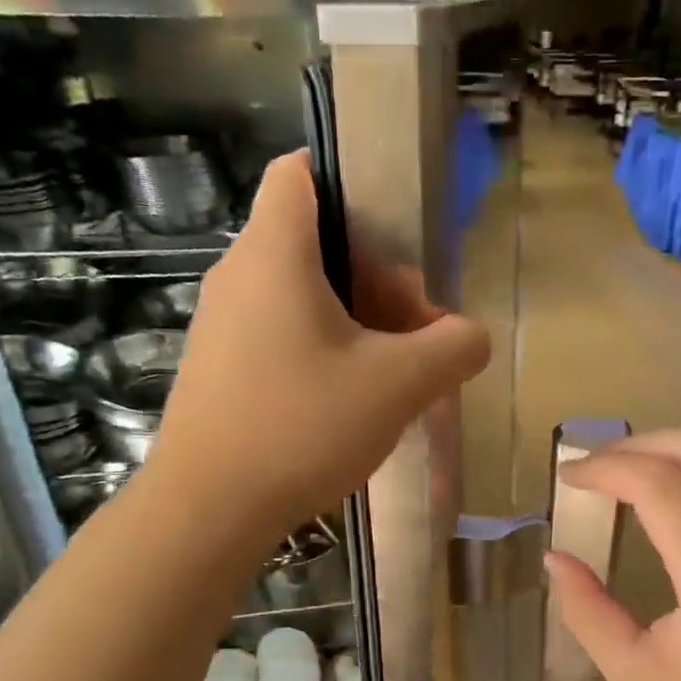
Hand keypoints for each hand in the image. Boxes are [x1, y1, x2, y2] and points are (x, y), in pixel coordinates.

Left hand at [156, 150, 489, 534]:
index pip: (300, 171)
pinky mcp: (218, 367)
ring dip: (354, 319)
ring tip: (390, 373)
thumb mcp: (398, 386)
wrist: (208, 510)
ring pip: (300, 293)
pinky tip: (347, 402)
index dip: (350, 182)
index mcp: (274, 253)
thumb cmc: (301, 427)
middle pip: (315, 240)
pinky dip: (320, 348)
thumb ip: (453, 348)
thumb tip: (472, 336)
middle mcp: (238, 275)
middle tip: (414, 329)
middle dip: (376, 274)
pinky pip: (279, 333)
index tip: (396, 230)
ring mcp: (221, 324)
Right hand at [544, 431, 680, 680]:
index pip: (660, 484)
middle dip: (639, 444)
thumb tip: (555, 558)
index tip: (568, 478)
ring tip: (628, 472)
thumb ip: (588, 612)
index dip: (606, 467)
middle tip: (595, 467)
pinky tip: (672, 495)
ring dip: (673, 448)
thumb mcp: (637, 679)